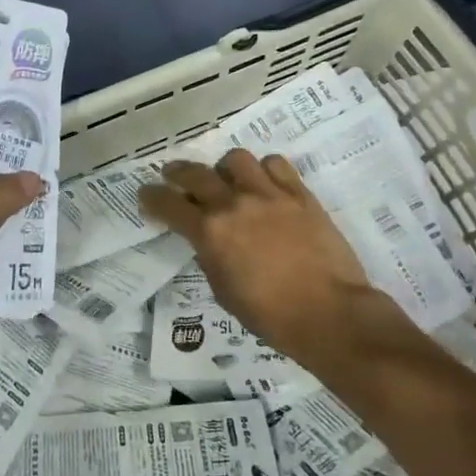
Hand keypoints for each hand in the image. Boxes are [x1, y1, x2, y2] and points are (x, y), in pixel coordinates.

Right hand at [138, 149, 373, 363]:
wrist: (330, 313)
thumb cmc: (271, 316)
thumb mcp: (224, 291)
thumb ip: (211, 256)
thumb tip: (208, 240)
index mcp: (210, 232)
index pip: (169, 204)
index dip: (152, 197)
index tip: (146, 194)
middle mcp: (234, 204)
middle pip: (196, 173)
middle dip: (178, 172)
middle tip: (173, 175)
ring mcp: (269, 194)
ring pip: (236, 159)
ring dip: (225, 168)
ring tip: (228, 179)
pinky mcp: (300, 194)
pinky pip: (276, 164)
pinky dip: (265, 170)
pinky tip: (266, 183)